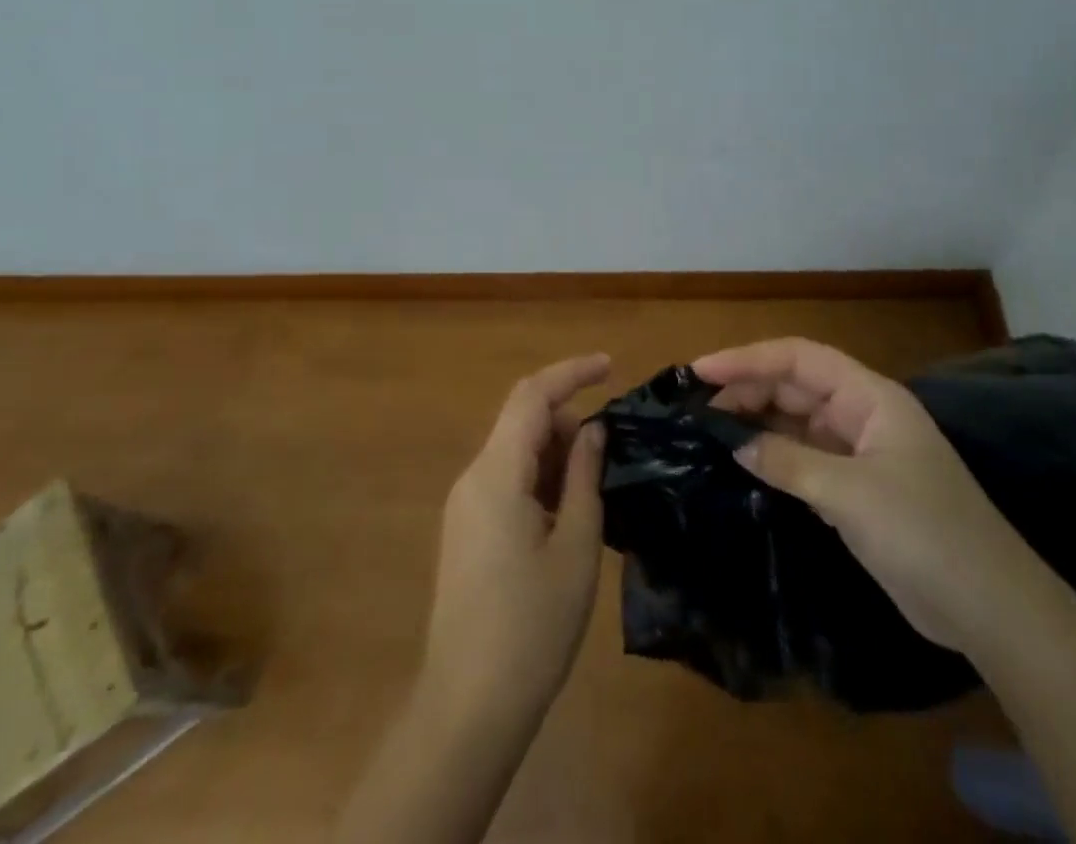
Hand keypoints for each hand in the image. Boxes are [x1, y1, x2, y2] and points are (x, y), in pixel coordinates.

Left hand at [422, 353, 609, 727]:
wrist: (467, 709)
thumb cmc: (531, 628)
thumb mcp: (575, 548)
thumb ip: (584, 477)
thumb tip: (593, 430)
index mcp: (496, 474)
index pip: (531, 395)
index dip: (571, 372)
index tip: (610, 366)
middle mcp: (473, 478)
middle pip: (521, 421)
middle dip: (568, 422)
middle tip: (610, 457)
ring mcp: (465, 506)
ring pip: (515, 452)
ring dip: (555, 455)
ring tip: (594, 492)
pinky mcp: (467, 531)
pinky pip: (506, 482)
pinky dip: (540, 481)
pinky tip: (567, 516)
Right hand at [694, 338, 1031, 648]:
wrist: (992, 611)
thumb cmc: (925, 533)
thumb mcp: (850, 494)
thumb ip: (787, 461)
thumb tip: (734, 443)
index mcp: (870, 397)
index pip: (799, 359)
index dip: (748, 359)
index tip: (701, 372)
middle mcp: (862, 415)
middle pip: (795, 386)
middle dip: (747, 390)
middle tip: (697, 409)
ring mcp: (860, 453)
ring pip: (797, 422)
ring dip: (757, 423)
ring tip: (710, 433)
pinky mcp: (856, 489)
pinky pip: (804, 458)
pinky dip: (773, 457)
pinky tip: (743, 466)